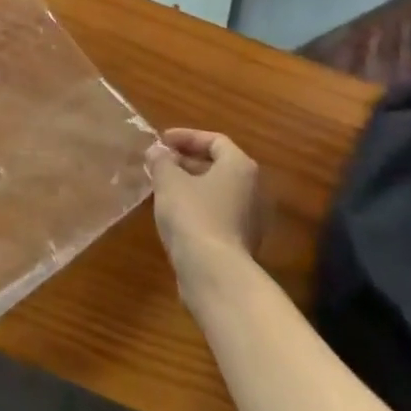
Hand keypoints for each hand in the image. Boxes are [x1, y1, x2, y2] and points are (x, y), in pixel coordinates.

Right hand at [146, 129, 264, 277]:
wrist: (214, 273)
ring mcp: (251, 219)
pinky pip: (218, 214)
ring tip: (162, 187)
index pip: (215, 140)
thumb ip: (162, 160)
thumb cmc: (193, 215)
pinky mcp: (241, 243)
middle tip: (160, 163)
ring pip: (217, 192)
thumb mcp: (169, 180)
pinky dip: (197, 207)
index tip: (161, 142)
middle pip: (219, 166)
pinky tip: (174, 215)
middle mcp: (253, 190)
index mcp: (240, 167)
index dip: (186, 137)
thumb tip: (158, 151)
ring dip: (190, 185)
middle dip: (187, 161)